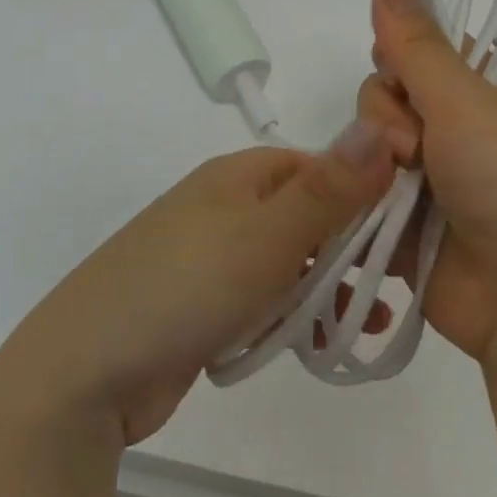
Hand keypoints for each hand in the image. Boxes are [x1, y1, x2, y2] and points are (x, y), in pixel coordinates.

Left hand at [0, 130, 396, 445]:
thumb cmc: (186, 286)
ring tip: (366, 325)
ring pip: (288, 263)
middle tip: (399, 286)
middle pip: (306, 216)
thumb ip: (329, 190)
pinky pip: (262, 300)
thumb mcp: (267, 235)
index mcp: (238, 176)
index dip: (365, 192)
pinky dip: (291, 317)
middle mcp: (225, 207)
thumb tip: (382, 127)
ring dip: (327, 289)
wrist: (87, 369)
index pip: (318, 167)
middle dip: (351, 250)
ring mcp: (211, 256)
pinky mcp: (203, 304)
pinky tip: (319, 345)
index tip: (408, 232)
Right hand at [356, 0, 496, 364]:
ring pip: (371, 140)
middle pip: (387, 93)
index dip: (401, 57)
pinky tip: (369, 208)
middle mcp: (459, 129)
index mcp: (487, 93)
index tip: (402, 76)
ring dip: (377, 160)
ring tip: (400, 191)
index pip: (422, 49)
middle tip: (413, 149)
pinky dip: (364, 194)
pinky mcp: (405, 219)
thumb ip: (417, 43)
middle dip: (387, 117)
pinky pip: (365, 187)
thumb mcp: (466, 104)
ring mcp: (432, 177)